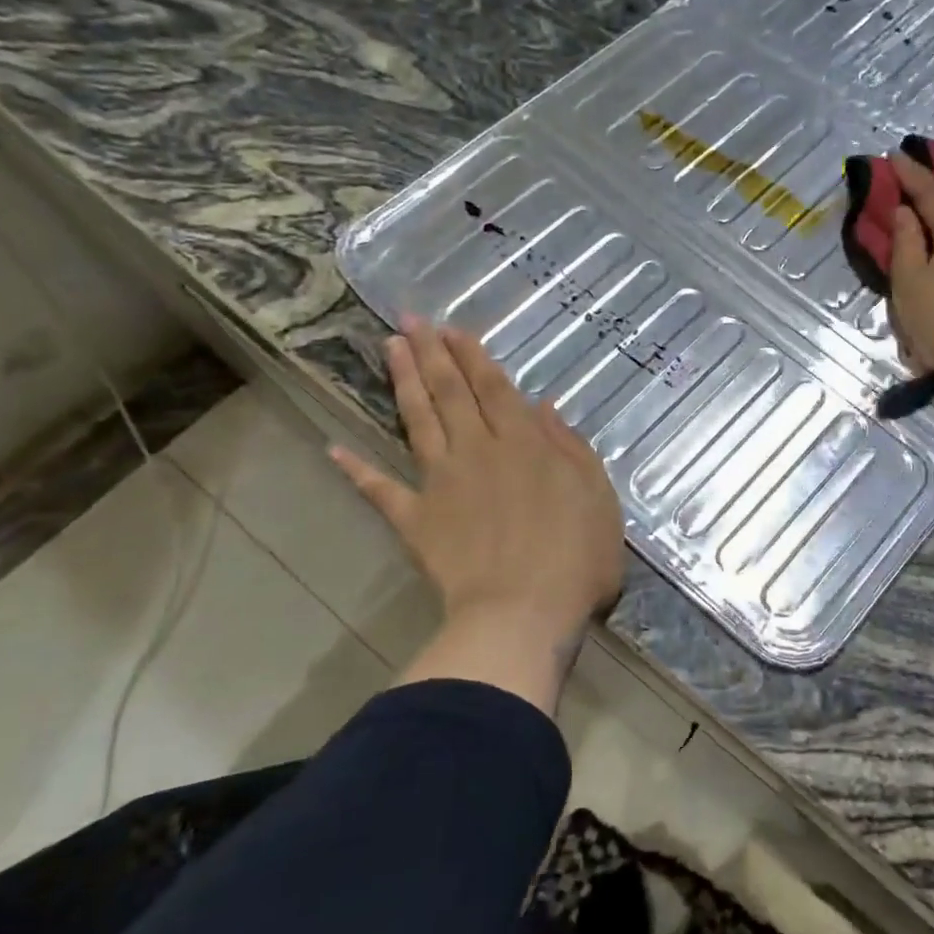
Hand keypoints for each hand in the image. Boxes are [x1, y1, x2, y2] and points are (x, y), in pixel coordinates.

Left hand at [332, 318, 623, 711]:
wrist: (523, 613)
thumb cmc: (576, 557)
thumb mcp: (598, 496)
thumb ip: (571, 448)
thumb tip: (543, 408)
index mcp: (524, 443)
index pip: (493, 387)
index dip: (472, 356)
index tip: (452, 328)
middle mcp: (478, 450)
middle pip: (451, 393)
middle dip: (431, 353)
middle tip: (409, 320)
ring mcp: (441, 483)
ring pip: (418, 422)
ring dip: (403, 383)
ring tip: (387, 350)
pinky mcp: (416, 520)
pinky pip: (381, 490)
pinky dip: (356, 470)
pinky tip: (334, 448)